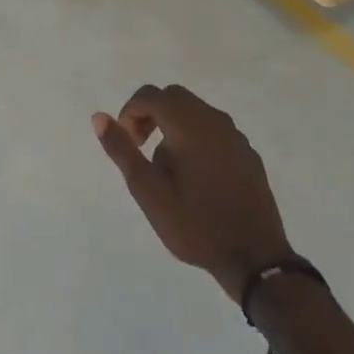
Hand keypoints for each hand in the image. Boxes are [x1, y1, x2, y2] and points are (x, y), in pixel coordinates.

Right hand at [92, 84, 292, 300]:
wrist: (254, 258)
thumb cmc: (195, 224)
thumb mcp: (148, 191)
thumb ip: (122, 150)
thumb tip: (99, 117)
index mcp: (188, 125)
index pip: (151, 95)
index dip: (130, 113)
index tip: (128, 145)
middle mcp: (214, 121)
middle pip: (174, 97)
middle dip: (150, 115)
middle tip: (141, 150)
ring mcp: (235, 136)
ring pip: (195, 112)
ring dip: (173, 127)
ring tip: (167, 170)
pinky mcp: (247, 154)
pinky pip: (214, 130)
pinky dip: (195, 138)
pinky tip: (195, 177)